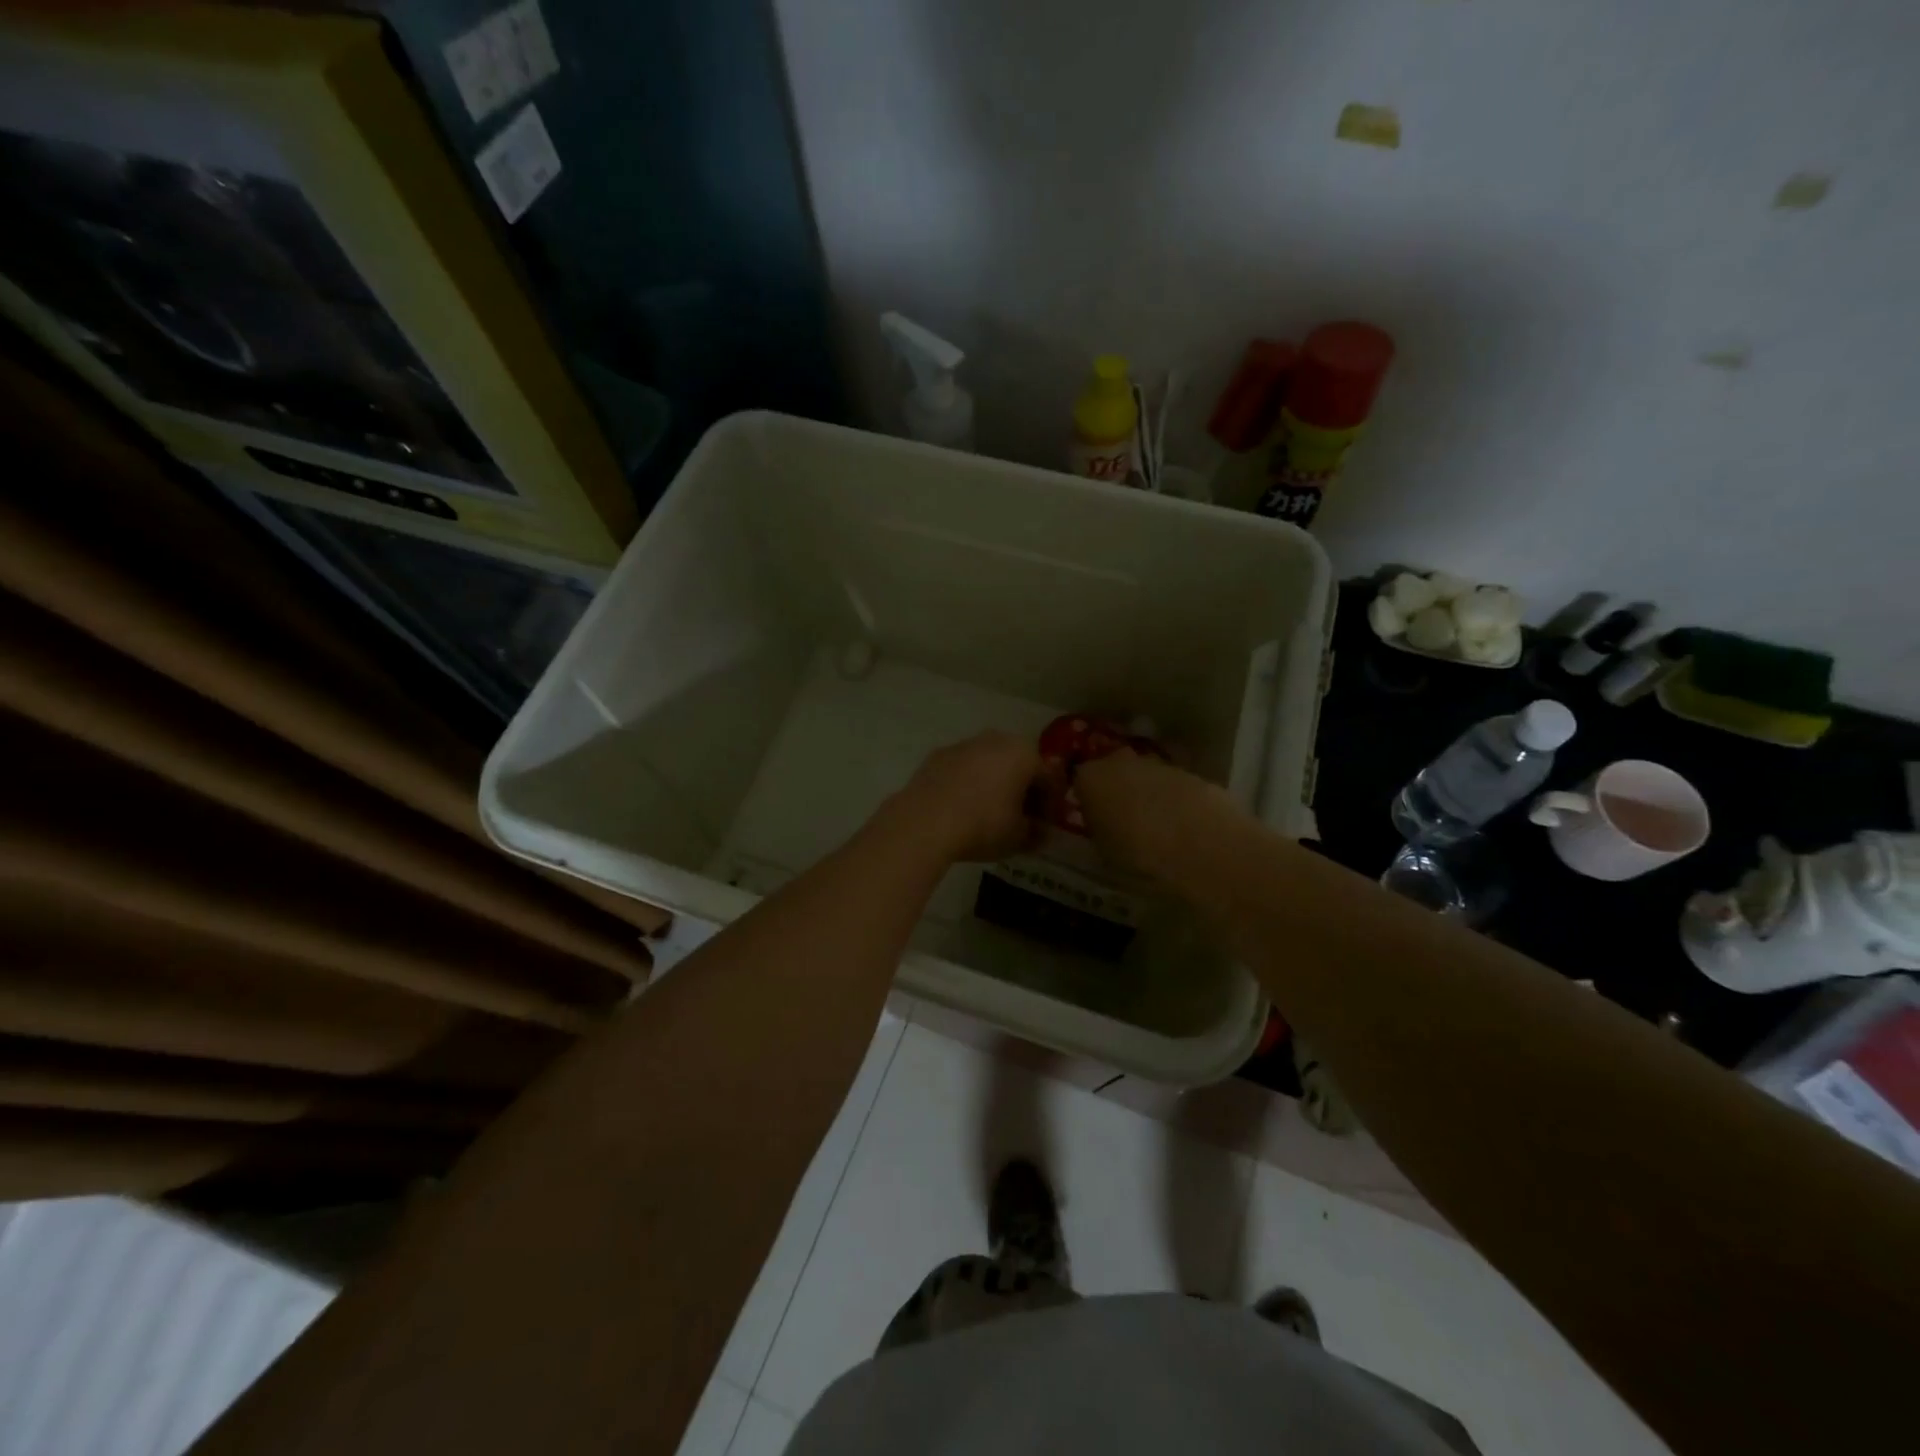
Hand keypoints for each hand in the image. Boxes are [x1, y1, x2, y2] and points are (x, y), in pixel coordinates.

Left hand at [893, 731, 1042, 862]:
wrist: (924, 822)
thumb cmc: (983, 826)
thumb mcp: (1018, 837)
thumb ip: (1036, 833)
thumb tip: (1040, 832)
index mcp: (1024, 754)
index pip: (1049, 779)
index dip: (1051, 805)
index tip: (1045, 827)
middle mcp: (996, 740)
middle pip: (1019, 765)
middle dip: (1023, 790)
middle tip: (1021, 819)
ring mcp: (963, 744)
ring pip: (990, 764)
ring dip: (995, 784)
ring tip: (990, 814)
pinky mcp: (937, 755)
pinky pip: (963, 769)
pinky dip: (969, 784)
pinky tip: (962, 808)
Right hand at [1073, 750, 1243, 884]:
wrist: (1199, 845)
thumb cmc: (1137, 852)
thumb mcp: (1103, 849)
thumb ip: (1100, 828)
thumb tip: (1103, 823)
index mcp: (1090, 778)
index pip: (1080, 780)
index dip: (1088, 797)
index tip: (1093, 815)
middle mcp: (1120, 761)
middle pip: (1114, 770)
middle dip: (1118, 787)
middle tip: (1123, 816)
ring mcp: (1158, 764)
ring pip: (1146, 775)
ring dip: (1148, 793)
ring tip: (1156, 825)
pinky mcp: (1191, 773)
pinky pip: (1173, 785)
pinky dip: (1174, 800)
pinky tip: (1181, 824)